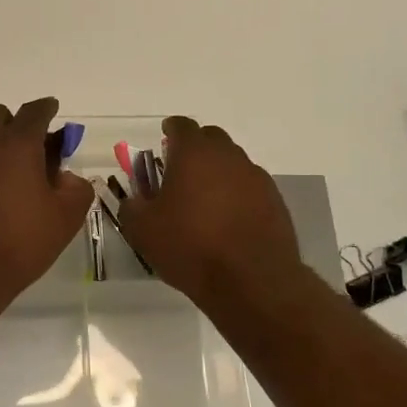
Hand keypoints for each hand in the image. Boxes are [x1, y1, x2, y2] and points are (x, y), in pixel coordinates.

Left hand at [0, 98, 95, 308]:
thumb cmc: (19, 243)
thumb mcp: (65, 219)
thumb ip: (76, 189)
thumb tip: (65, 177)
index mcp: (17, 144)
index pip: (34, 112)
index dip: (47, 109)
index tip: (53, 111)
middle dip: (15, 123)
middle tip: (32, 149)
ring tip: (10, 180)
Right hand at [119, 116, 305, 309]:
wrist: (252, 280)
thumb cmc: (190, 247)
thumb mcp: (142, 230)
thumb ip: (132, 207)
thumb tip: (135, 200)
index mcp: (194, 154)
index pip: (182, 126)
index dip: (171, 129)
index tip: (165, 136)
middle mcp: (228, 157)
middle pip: (211, 138)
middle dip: (196, 147)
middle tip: (181, 168)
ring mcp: (256, 178)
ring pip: (233, 162)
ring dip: (218, 172)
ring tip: (204, 198)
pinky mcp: (275, 201)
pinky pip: (250, 187)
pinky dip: (237, 194)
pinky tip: (227, 218)